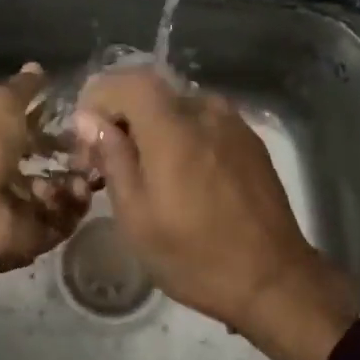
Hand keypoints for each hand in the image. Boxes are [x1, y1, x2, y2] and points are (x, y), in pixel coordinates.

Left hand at [0, 63, 90, 309]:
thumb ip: (22, 89)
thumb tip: (36, 67)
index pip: (31, 133)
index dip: (55, 126)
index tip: (83, 118)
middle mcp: (7, 176)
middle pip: (52, 166)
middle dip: (77, 156)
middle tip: (95, 148)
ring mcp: (21, 209)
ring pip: (63, 194)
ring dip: (77, 181)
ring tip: (83, 173)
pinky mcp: (35, 237)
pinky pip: (64, 221)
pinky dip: (72, 207)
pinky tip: (74, 192)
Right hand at [72, 68, 356, 359]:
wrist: (274, 279)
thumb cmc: (194, 255)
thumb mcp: (136, 216)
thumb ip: (112, 158)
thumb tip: (90, 120)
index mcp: (173, 127)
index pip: (126, 80)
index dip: (98, 97)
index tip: (86, 135)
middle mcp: (205, 111)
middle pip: (151, 91)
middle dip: (121, 115)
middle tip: (107, 159)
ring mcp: (233, 123)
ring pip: (177, 106)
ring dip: (151, 126)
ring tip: (144, 171)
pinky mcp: (250, 140)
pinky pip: (203, 121)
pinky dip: (180, 135)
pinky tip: (180, 176)